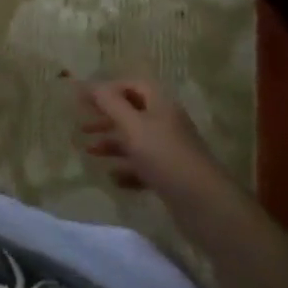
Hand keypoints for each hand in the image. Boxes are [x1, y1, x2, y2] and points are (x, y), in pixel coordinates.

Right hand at [77, 79, 217, 195]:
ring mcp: (170, 151)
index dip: (108, 89)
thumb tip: (87, 83)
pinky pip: (143, 167)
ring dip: (112, 144)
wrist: (204, 204)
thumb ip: (109, 103)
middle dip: (106, 118)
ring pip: (136, 141)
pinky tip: (113, 178)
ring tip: (90, 152)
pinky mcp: (170, 176)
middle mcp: (166, 123)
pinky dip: (126, 169)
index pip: (133, 85)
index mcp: (161, 104)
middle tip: (83, 126)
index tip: (83, 100)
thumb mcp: (132, 125)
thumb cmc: (164, 156)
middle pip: (132, 112)